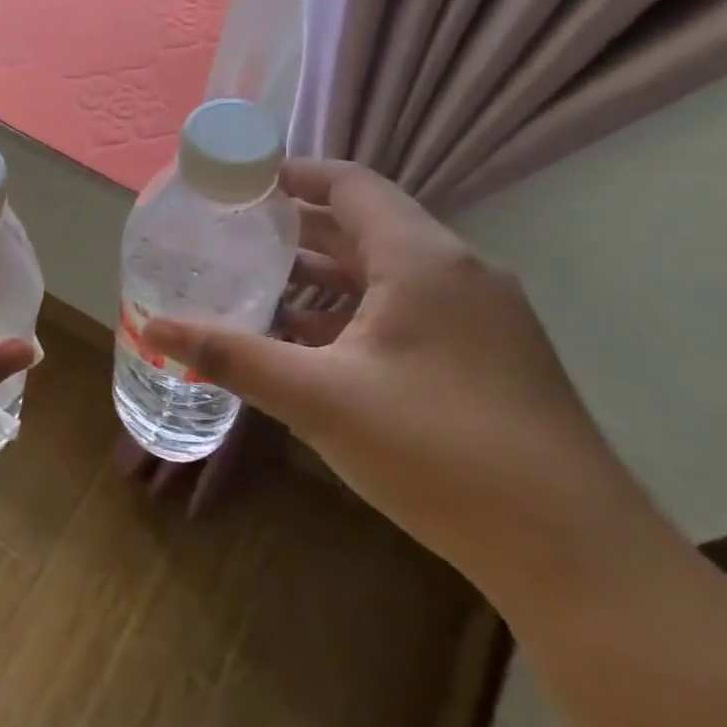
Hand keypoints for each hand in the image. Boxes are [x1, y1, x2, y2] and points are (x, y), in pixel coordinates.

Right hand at [145, 161, 662, 611]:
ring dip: (322, 273)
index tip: (236, 183)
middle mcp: (457, 271)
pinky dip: (354, 311)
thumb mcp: (318, 398)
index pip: (350, 184)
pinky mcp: (487, 356)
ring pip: (386, 271)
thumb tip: (154, 328)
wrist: (572, 552)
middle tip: (231, 234)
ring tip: (256, 283)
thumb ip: (232, 355)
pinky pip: (407, 309)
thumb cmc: (438, 450)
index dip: (292, 174)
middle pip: (365, 224)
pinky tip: (310, 341)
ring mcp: (480, 316)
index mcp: (422, 259)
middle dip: (296, 226)